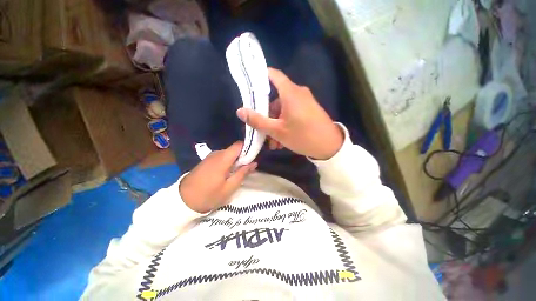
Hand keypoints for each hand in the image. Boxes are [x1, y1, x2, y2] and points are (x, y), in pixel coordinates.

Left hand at [179, 142, 256, 212]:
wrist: (182, 200)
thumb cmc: (209, 195)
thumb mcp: (229, 187)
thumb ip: (242, 173)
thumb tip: (254, 163)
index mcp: (223, 158)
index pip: (239, 145)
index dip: (248, 148)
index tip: (254, 157)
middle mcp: (217, 153)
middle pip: (234, 149)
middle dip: (243, 156)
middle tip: (247, 168)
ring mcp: (210, 156)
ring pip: (228, 153)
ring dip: (235, 160)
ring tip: (237, 172)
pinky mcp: (206, 160)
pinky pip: (221, 157)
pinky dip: (228, 162)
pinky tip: (227, 173)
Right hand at [236, 68, 343, 159]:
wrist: (330, 147)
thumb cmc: (302, 136)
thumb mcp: (277, 131)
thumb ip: (258, 120)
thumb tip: (240, 111)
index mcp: (290, 93)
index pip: (273, 75)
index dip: (260, 76)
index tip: (249, 85)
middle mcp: (298, 93)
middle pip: (276, 99)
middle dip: (267, 115)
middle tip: (262, 130)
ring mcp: (304, 102)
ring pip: (283, 110)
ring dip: (275, 124)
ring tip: (273, 142)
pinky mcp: (309, 110)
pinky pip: (292, 113)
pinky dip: (284, 124)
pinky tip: (282, 140)